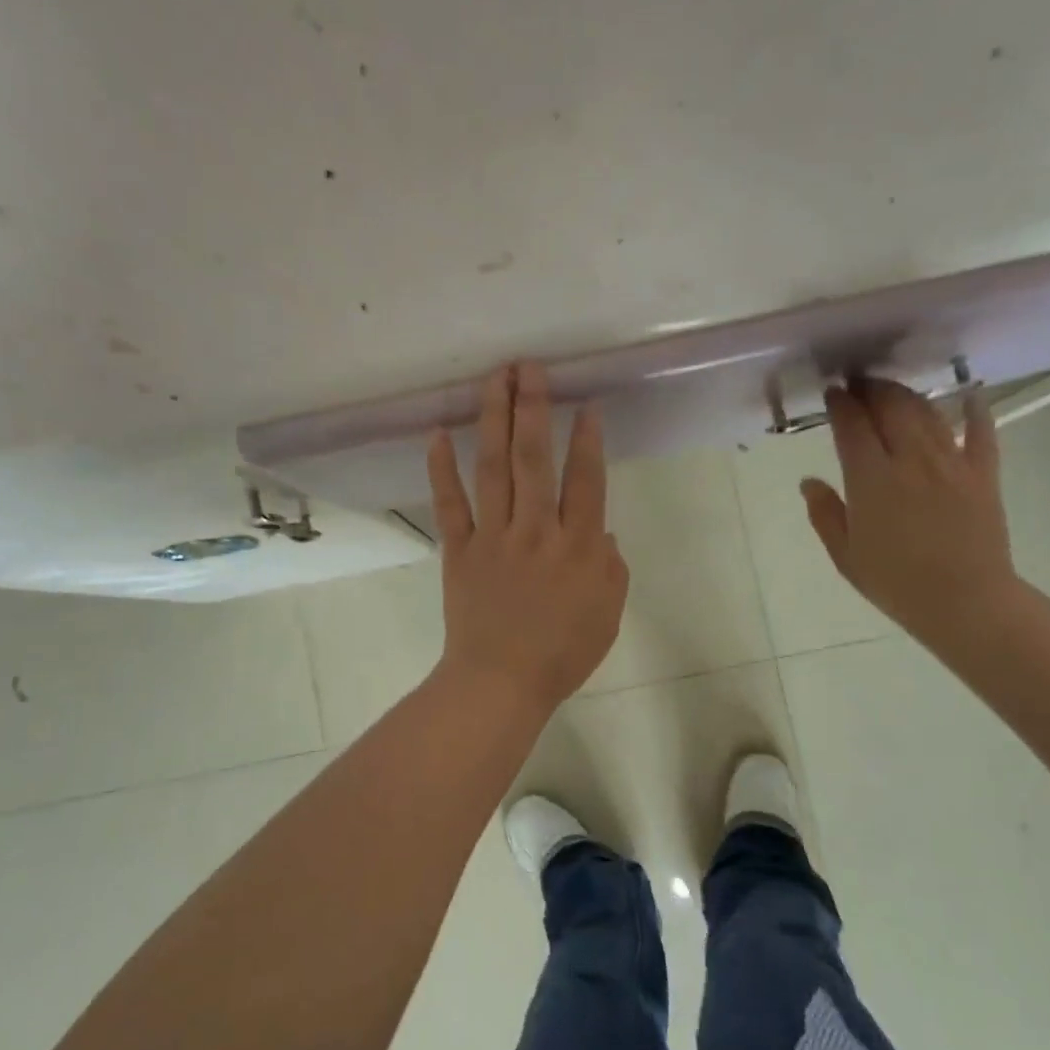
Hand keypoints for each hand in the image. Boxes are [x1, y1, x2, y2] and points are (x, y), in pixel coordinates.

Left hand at [428, 363, 628, 715]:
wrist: (501, 682)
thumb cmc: (561, 653)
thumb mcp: (607, 614)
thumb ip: (611, 569)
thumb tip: (603, 535)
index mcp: (578, 547)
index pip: (585, 480)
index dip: (587, 439)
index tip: (585, 404)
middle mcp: (536, 530)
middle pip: (535, 459)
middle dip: (533, 408)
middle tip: (529, 367)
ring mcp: (494, 537)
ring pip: (494, 468)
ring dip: (493, 420)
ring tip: (494, 380)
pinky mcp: (459, 550)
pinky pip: (450, 504)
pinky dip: (441, 469)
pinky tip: (437, 434)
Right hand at [801, 378, 1018, 648]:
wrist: (964, 601)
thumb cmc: (894, 582)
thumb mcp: (844, 554)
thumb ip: (824, 513)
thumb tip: (808, 481)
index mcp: (871, 479)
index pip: (852, 426)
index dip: (840, 404)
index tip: (832, 393)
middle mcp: (911, 459)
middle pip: (891, 407)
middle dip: (872, 389)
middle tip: (858, 384)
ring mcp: (951, 462)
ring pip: (927, 412)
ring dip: (907, 394)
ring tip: (892, 391)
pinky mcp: (983, 472)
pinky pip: (981, 430)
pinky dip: (974, 408)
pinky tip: (967, 395)